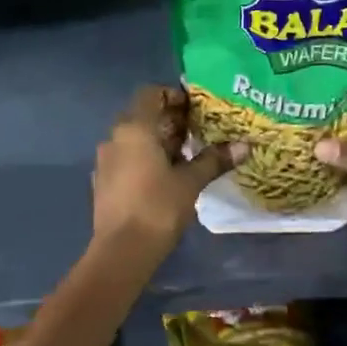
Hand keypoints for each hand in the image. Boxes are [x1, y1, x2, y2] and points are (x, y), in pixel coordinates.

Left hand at [91, 86, 247, 253]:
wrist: (121, 251)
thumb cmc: (158, 208)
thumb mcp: (190, 182)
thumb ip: (214, 160)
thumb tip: (244, 146)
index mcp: (134, 128)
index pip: (150, 94)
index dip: (172, 95)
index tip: (194, 108)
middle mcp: (114, 137)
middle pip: (142, 116)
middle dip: (168, 120)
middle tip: (196, 131)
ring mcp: (105, 160)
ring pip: (133, 139)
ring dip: (157, 141)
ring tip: (185, 155)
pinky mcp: (102, 182)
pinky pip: (125, 158)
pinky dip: (143, 158)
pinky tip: (163, 177)